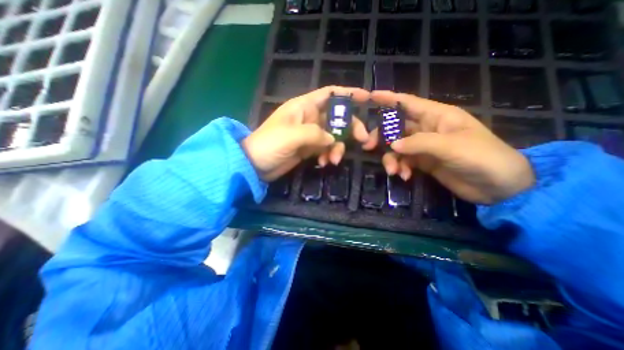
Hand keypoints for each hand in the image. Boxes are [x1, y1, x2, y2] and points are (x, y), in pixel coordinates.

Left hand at [243, 86, 368, 181]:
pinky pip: (325, 149)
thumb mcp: (292, 136)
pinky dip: (327, 155)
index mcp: (304, 107)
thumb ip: (315, 134)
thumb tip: (332, 139)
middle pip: (337, 118)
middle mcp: (309, 118)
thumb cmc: (269, 144)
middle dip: (351, 128)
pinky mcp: (308, 148)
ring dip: (337, 148)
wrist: (255, 164)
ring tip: (333, 160)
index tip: (366, 98)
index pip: (330, 94)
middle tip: (363, 140)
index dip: (348, 93)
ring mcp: (310, 134)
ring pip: (333, 136)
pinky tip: (323, 163)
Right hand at [367, 92, 535, 203]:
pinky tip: (405, 177)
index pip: (408, 103)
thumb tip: (392, 146)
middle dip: (382, 136)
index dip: (389, 99)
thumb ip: (419, 143)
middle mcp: (427, 129)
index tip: (370, 97)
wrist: (498, 187)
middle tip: (368, 146)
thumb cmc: (482, 158)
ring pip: (397, 147)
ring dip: (391, 158)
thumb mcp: (450, 147)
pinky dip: (401, 168)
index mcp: (437, 116)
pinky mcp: (423, 162)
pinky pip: (404, 161)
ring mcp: (424, 146)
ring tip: (393, 171)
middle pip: (396, 127)